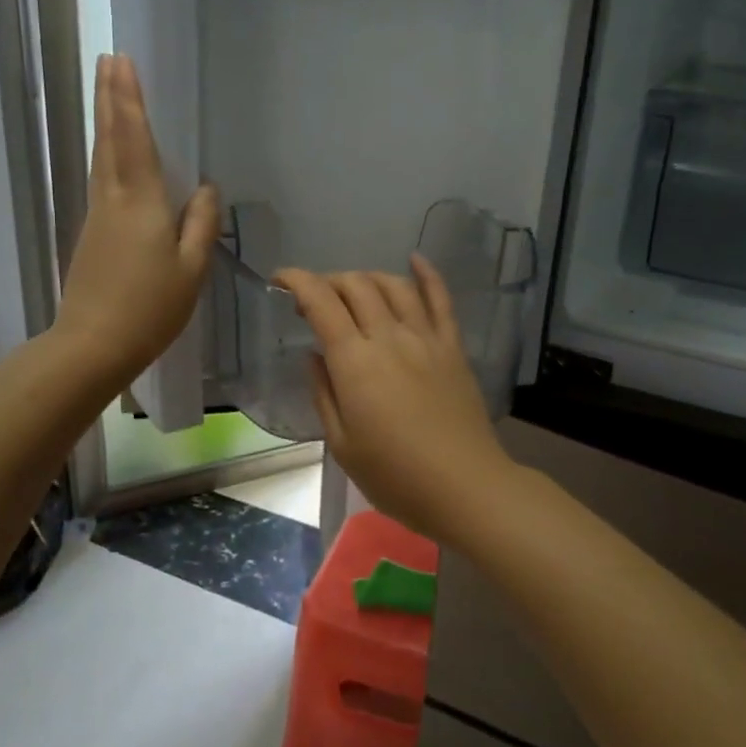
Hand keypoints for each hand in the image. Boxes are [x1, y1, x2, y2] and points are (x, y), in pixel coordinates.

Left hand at [53, 54, 218, 394]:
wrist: (92, 345)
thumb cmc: (150, 309)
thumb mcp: (191, 270)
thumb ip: (201, 224)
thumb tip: (206, 188)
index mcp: (141, 204)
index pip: (135, 140)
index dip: (130, 101)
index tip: (122, 62)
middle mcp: (113, 200)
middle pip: (110, 140)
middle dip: (110, 98)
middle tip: (108, 60)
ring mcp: (98, 216)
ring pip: (101, 157)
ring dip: (106, 121)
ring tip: (110, 92)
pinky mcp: (92, 233)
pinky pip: (103, 178)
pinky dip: (108, 152)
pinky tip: (115, 152)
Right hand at [274, 257, 516, 542]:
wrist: (465, 487)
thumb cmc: (396, 476)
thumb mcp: (342, 445)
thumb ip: (324, 393)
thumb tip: (315, 355)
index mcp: (355, 362)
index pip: (321, 302)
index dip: (297, 281)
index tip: (280, 280)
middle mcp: (389, 337)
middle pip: (356, 285)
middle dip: (329, 281)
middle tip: (316, 300)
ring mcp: (425, 338)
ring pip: (394, 285)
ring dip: (367, 277)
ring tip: (354, 289)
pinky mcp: (452, 346)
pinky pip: (440, 299)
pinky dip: (427, 274)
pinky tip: (415, 259)